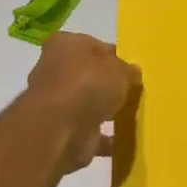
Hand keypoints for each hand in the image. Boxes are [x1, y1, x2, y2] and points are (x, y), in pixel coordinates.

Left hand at [25, 32, 140, 173]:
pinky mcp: (60, 130)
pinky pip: (88, 131)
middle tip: (133, 92)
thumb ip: (128, 71)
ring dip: (105, 110)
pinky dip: (103, 137)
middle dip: (108, 85)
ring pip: (87, 103)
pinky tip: (123, 141)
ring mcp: (55, 102)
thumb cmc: (87, 85)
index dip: (114, 57)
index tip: (132, 69)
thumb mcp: (119, 70)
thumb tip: (132, 73)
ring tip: (131, 116)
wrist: (59, 131)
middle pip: (88, 75)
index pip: (94, 46)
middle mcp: (54, 69)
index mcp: (64, 45)